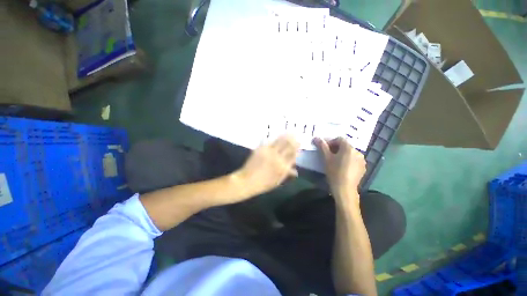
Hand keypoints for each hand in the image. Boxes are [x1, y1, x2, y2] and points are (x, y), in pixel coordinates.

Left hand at [234, 135, 299, 195]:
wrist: (247, 181)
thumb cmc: (263, 184)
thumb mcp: (277, 182)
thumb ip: (287, 174)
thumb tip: (295, 171)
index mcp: (283, 167)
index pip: (293, 155)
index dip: (297, 148)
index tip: (299, 143)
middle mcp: (278, 158)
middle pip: (288, 146)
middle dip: (293, 140)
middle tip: (296, 135)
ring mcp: (269, 152)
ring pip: (280, 141)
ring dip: (286, 136)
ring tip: (290, 132)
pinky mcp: (261, 149)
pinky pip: (270, 141)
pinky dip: (276, 138)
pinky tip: (279, 135)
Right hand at [314, 137, 365, 200]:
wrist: (344, 189)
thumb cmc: (334, 172)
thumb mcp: (326, 158)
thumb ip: (322, 146)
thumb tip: (316, 137)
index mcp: (349, 148)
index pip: (339, 139)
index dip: (330, 142)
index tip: (324, 148)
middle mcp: (358, 152)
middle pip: (345, 146)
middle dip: (336, 148)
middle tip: (328, 154)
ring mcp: (362, 160)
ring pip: (350, 153)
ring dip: (342, 154)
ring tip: (335, 161)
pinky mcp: (363, 168)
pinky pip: (354, 160)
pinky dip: (348, 160)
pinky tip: (342, 167)